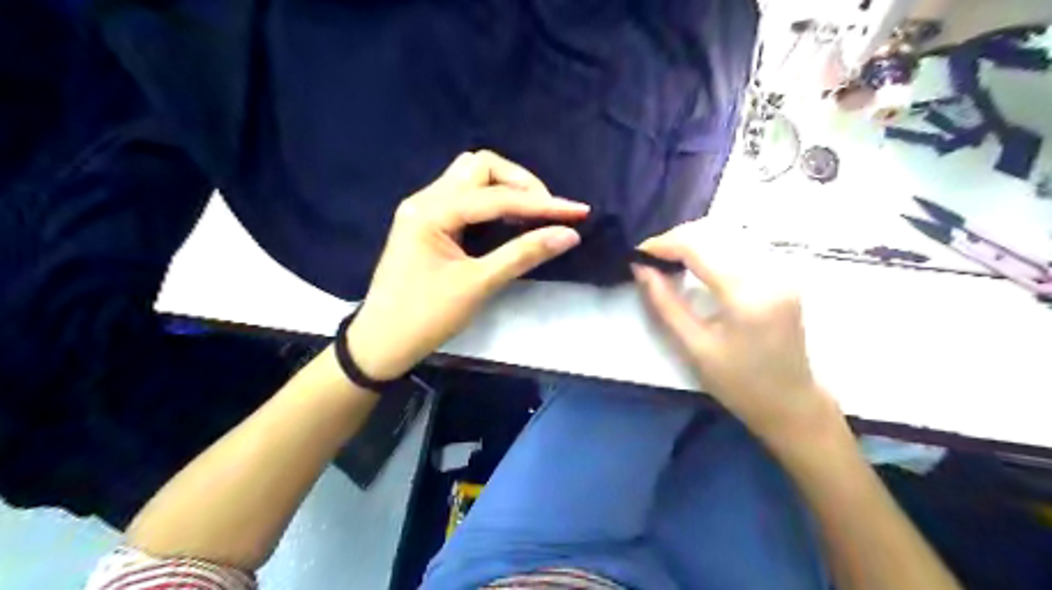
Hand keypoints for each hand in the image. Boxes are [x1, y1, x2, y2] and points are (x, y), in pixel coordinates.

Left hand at [348, 152, 587, 379]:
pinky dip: (491, 200)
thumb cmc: (426, 317)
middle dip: (520, 183)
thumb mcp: (478, 285)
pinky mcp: (427, 221)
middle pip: (480, 167)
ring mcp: (423, 208)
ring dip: (506, 188)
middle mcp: (425, 199)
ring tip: (533, 213)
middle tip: (548, 212)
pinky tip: (508, 219)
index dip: (541, 204)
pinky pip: (464, 195)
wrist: (382, 342)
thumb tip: (568, 234)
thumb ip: (523, 254)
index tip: (578, 212)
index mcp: (432, 212)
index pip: (497, 197)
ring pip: (471, 177)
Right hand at [628, 219, 843, 440]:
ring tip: (669, 258)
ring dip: (695, 239)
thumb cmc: (738, 383)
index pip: (699, 247)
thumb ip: (665, 303)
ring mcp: (782, 270)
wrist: (790, 403)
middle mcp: (770, 272)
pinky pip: (742, 245)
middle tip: (651, 257)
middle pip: (715, 233)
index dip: (664, 243)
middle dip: (677, 238)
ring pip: (730, 234)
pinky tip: (698, 260)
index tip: (638, 253)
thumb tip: (640, 269)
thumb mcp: (694, 347)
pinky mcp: (784, 274)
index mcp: (747, 295)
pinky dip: (714, 245)